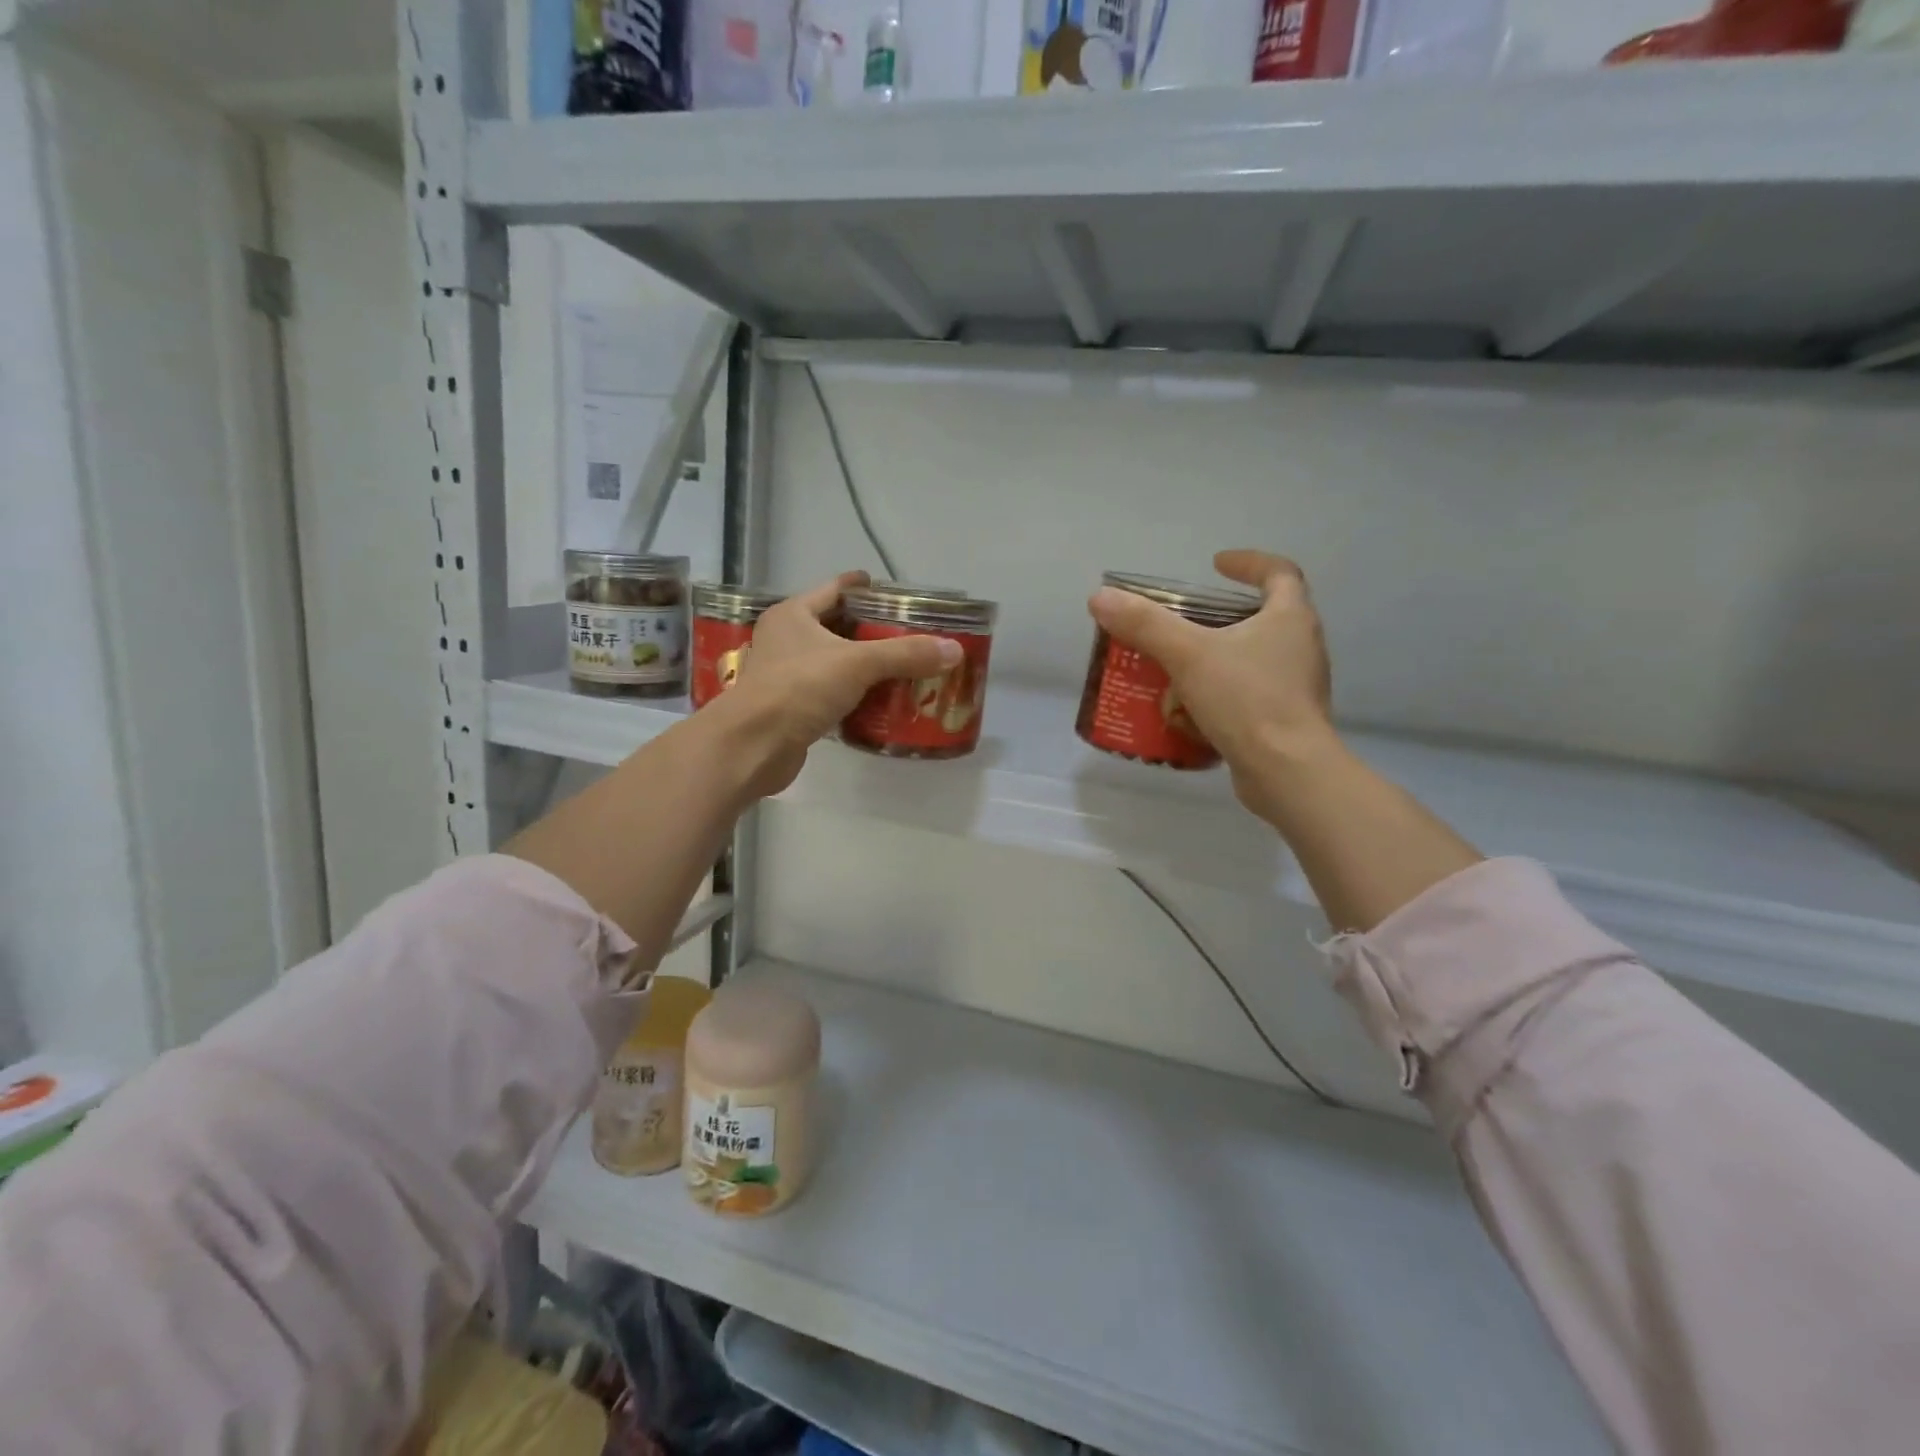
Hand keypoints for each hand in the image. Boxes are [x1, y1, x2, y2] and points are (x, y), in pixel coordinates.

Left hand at [719, 571, 960, 795]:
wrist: (754, 745)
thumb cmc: (800, 688)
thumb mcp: (858, 664)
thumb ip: (906, 655)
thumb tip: (954, 650)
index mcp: (794, 614)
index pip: (835, 589)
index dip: (864, 588)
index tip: (893, 592)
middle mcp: (785, 639)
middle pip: (836, 626)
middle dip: (870, 631)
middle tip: (908, 634)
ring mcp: (785, 675)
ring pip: (833, 662)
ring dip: (863, 666)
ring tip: (902, 667)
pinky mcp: (790, 708)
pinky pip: (829, 693)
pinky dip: (853, 695)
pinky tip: (879, 702)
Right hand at [1089, 551, 1337, 820]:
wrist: (1287, 772)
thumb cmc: (1246, 700)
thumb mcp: (1188, 655)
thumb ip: (1145, 625)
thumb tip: (1100, 597)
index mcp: (1291, 618)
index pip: (1279, 573)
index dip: (1249, 562)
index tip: (1215, 564)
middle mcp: (1302, 647)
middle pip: (1268, 615)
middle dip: (1226, 614)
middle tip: (1187, 619)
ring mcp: (1298, 686)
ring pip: (1258, 658)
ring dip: (1222, 655)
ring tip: (1181, 664)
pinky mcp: (1287, 720)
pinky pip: (1252, 694)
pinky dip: (1224, 692)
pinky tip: (1192, 707)